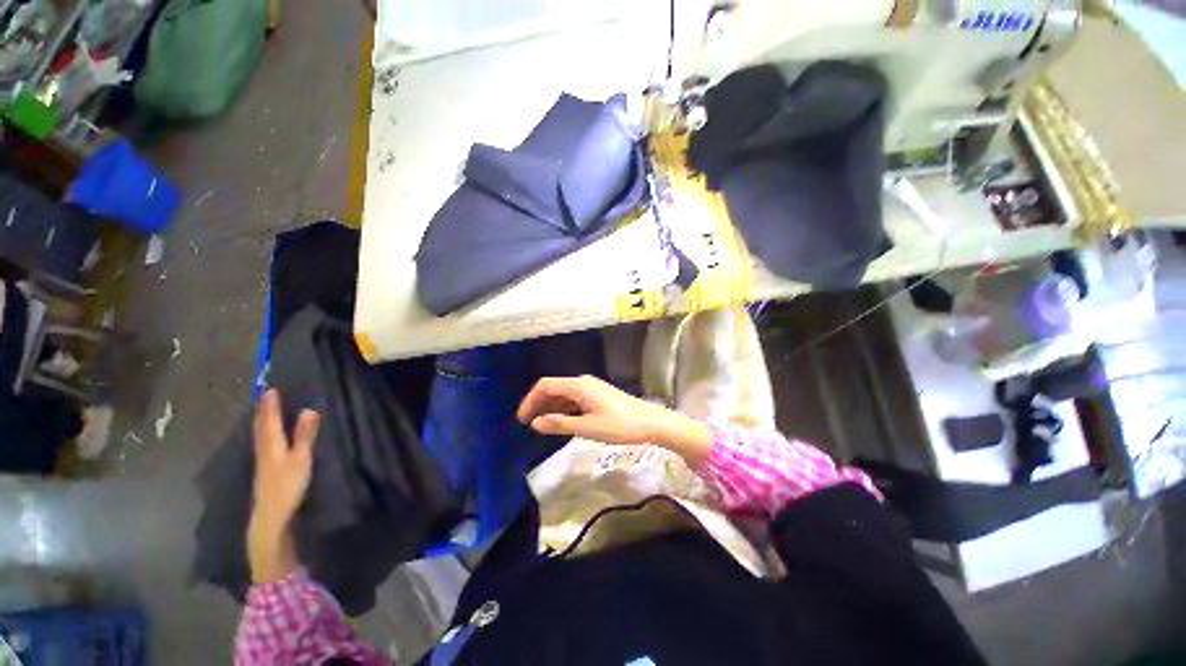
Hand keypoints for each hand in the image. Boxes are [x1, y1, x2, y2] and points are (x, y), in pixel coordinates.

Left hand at [248, 389, 319, 583]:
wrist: (271, 518)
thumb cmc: (287, 487)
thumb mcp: (301, 459)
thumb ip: (305, 435)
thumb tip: (310, 409)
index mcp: (272, 446)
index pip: (270, 421)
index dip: (270, 406)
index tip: (270, 389)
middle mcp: (263, 451)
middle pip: (261, 428)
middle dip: (262, 413)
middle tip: (263, 398)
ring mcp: (262, 463)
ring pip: (259, 438)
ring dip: (261, 423)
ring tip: (262, 414)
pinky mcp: (264, 473)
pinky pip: (262, 446)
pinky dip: (263, 436)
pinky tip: (266, 440)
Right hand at [517, 376, 713, 463]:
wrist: (650, 422)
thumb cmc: (620, 425)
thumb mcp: (588, 427)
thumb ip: (560, 424)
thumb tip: (536, 423)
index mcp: (579, 386)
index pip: (546, 386)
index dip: (530, 400)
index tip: (522, 419)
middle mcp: (583, 382)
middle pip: (554, 387)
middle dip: (538, 403)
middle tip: (528, 423)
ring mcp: (592, 388)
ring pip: (564, 393)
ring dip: (550, 406)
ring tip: (541, 424)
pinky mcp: (598, 395)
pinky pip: (574, 398)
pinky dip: (563, 408)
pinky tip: (562, 420)